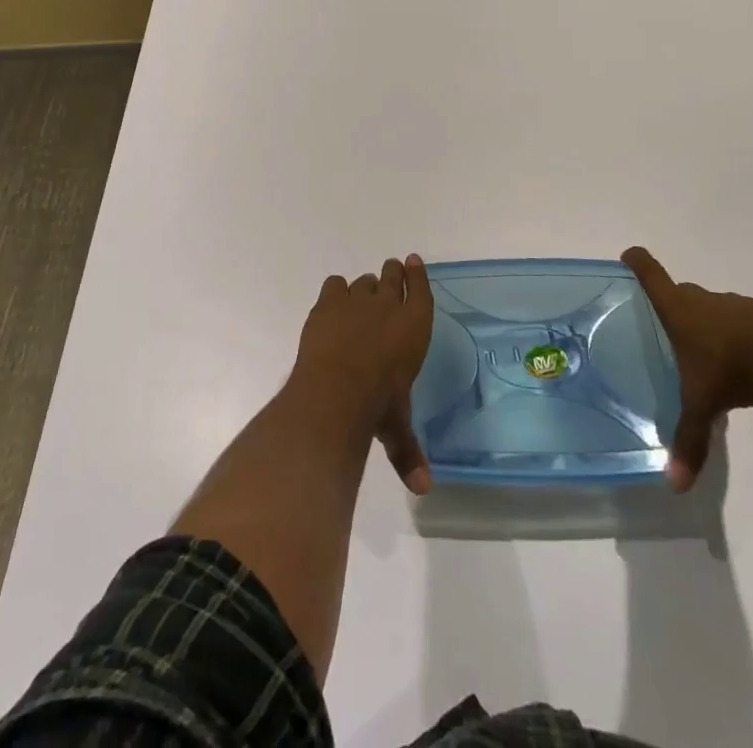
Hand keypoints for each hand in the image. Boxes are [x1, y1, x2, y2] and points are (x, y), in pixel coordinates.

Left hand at [290, 255, 434, 494]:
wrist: (335, 390)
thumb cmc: (377, 407)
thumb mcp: (396, 429)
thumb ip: (409, 452)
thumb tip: (424, 490)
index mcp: (414, 329)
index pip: (422, 291)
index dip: (419, 275)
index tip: (415, 261)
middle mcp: (389, 307)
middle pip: (393, 277)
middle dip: (393, 273)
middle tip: (391, 272)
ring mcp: (357, 301)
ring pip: (365, 281)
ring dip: (365, 287)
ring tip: (361, 296)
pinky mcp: (328, 303)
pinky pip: (335, 284)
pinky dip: (336, 292)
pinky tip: (334, 303)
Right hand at [623, 245, 752, 491]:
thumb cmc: (732, 364)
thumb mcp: (704, 404)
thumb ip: (690, 439)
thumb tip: (675, 485)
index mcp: (677, 307)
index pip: (648, 272)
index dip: (636, 263)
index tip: (627, 259)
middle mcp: (703, 299)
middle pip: (680, 291)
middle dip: (670, 304)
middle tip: (660, 327)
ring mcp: (735, 306)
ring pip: (712, 309)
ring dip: (705, 323)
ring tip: (700, 353)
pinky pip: (739, 323)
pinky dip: (734, 337)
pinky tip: (739, 366)